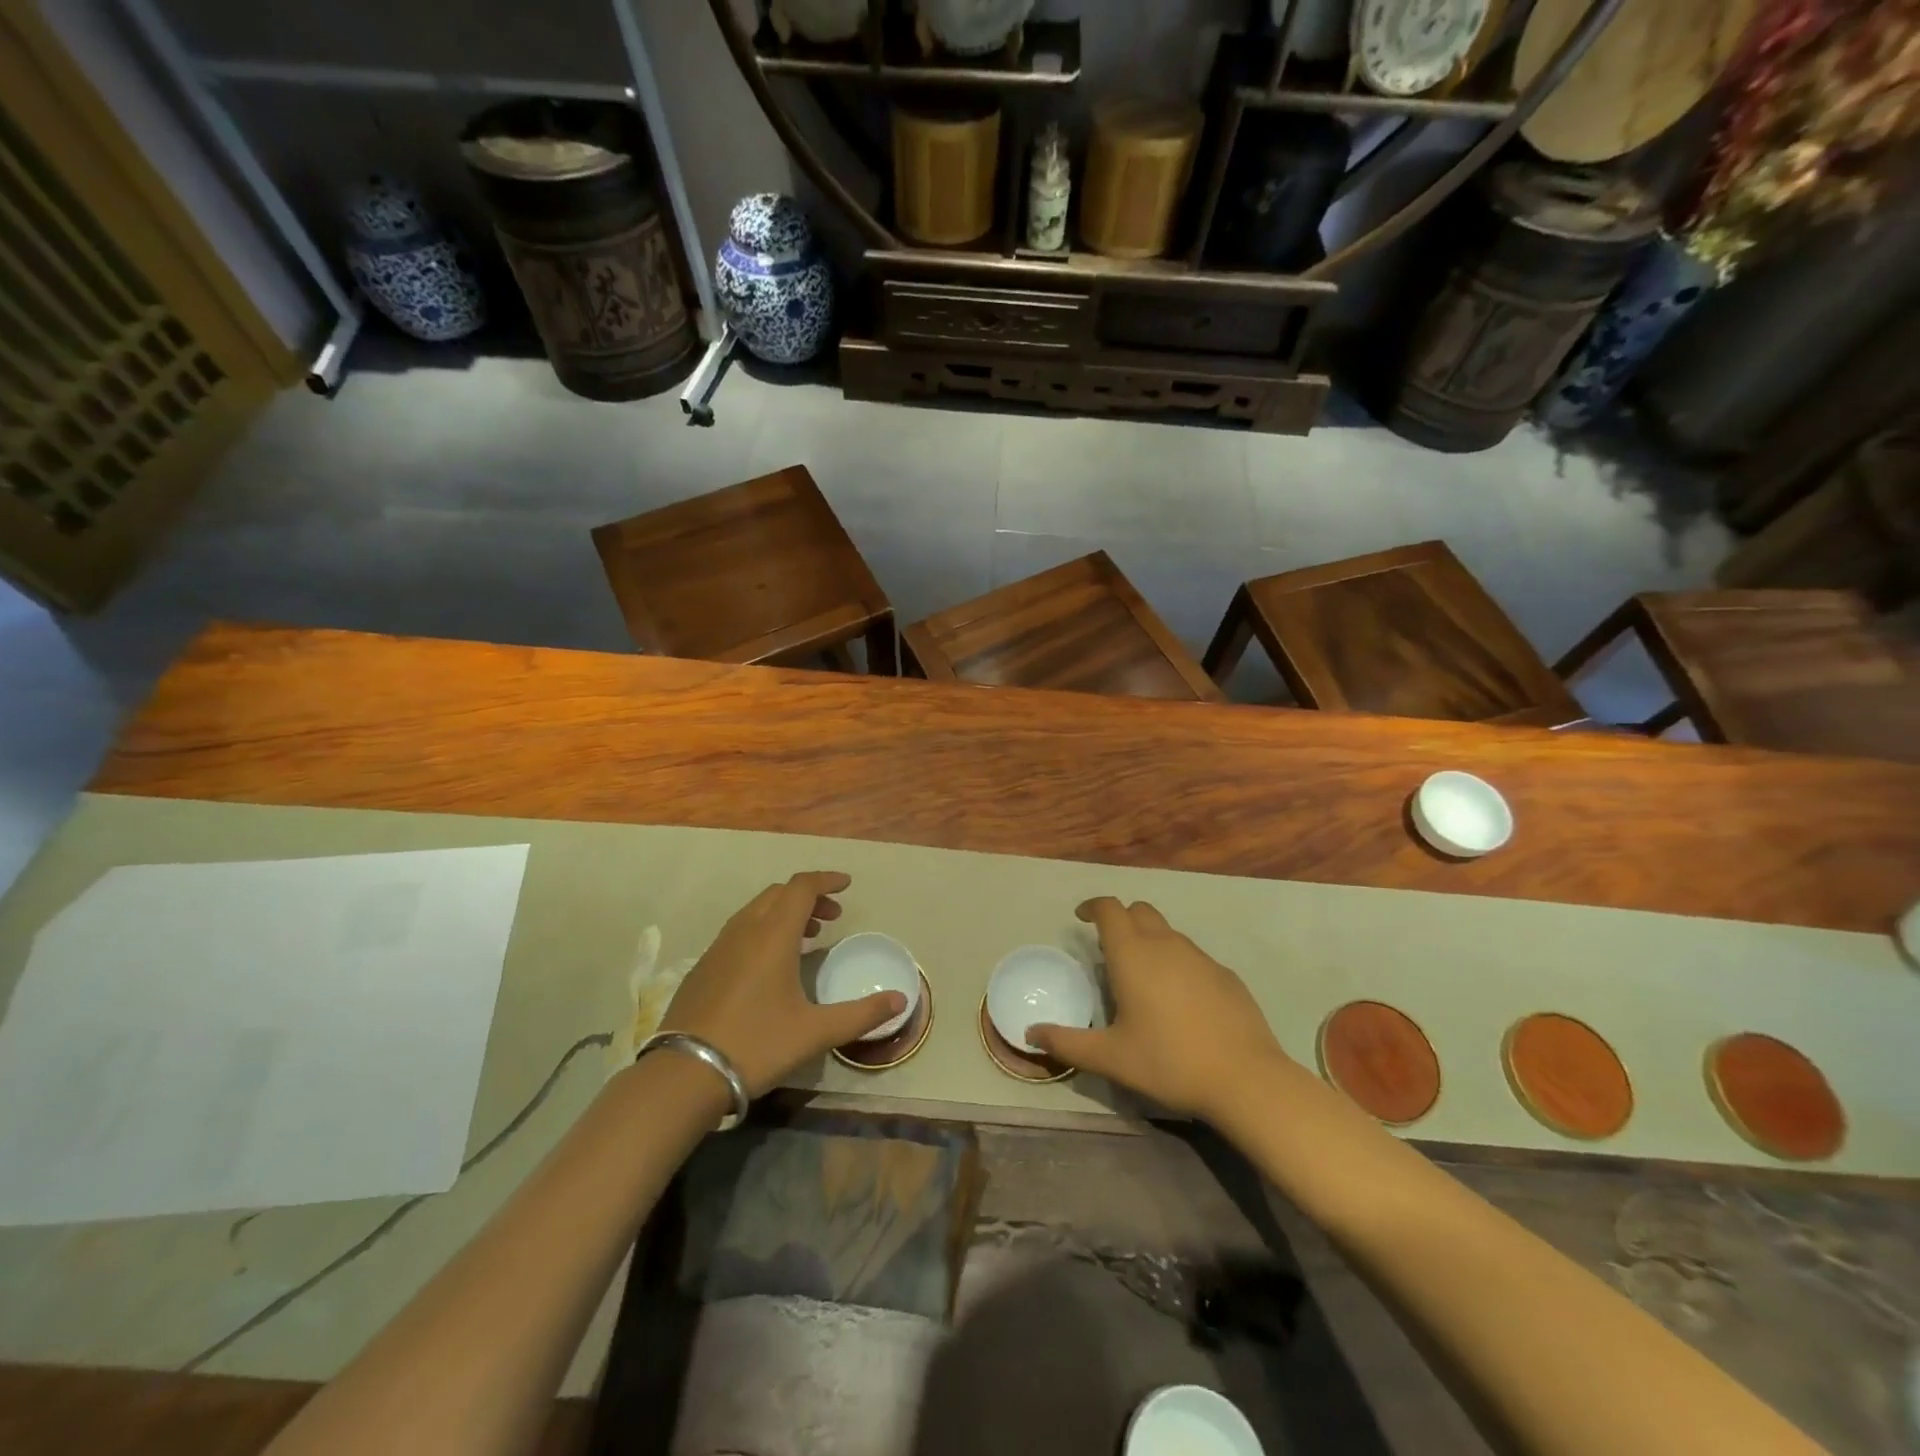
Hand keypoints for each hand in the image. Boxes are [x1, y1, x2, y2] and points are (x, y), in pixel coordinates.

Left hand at [660, 872, 904, 1096]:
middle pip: (779, 893)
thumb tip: (901, 1000)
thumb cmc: (757, 1044)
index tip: (847, 885)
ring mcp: (719, 946)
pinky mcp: (703, 966)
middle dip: (808, 897)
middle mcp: (745, 930)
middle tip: (832, 917)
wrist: (685, 1073)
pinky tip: (770, 963)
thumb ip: (861, 1014)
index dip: (826, 880)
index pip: (802, 887)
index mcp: (773, 935)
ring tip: (807, 936)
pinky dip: (763, 928)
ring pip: (757, 910)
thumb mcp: (815, 1032)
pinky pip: (740, 929)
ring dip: (784, 912)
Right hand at [1029, 897, 1287, 1122]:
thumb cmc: (1169, 1062)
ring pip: (1168, 932)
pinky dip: (1177, 963)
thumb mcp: (1110, 1058)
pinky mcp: (1226, 975)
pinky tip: (1180, 1001)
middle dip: (1121, 919)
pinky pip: (1193, 956)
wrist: (1245, 1079)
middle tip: (1109, 947)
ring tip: (1142, 976)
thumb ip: (1067, 1043)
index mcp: (1133, 955)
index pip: (1109, 909)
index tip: (1081, 918)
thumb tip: (1030, 1034)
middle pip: (1139, 910)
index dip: (1093, 906)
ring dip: (1150, 940)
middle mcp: (1166, 944)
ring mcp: (1200, 957)